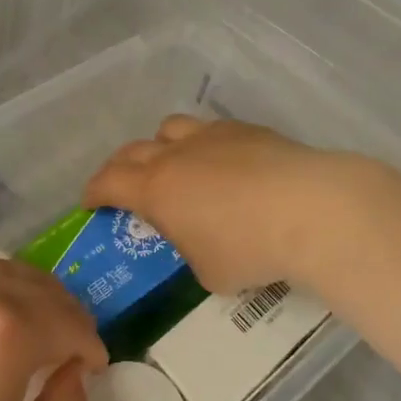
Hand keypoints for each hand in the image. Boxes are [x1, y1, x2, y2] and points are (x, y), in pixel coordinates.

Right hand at [84, 115, 362, 295]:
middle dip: (120, 167)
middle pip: (133, 150)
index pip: (108, 182)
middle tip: (124, 186)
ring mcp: (212, 135)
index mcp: (156, 189)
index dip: (94, 192)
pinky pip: (211, 130)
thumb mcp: (208, 272)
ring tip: (174, 166)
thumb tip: (198, 241)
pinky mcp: (246, 129)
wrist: (309, 209)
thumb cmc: (249, 249)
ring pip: (170, 128)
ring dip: (161, 146)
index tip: (90, 203)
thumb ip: (191, 251)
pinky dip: (204, 145)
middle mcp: (176, 154)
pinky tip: (224, 164)